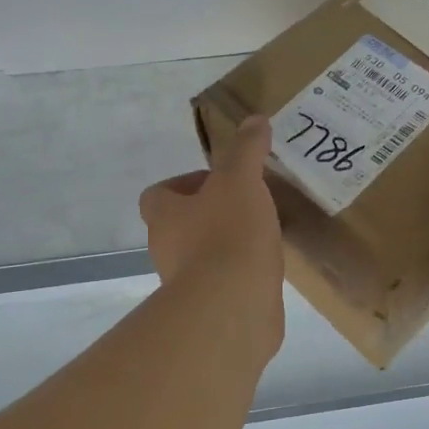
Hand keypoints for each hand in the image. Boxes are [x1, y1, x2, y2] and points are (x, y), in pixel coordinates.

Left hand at [139, 116, 283, 351]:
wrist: (233, 308)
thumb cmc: (228, 236)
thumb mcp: (241, 181)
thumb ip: (247, 150)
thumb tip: (255, 120)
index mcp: (164, 216)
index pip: (160, 193)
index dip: (186, 183)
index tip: (222, 180)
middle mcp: (166, 249)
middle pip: (181, 224)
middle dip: (211, 213)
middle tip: (248, 205)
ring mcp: (187, 283)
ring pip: (203, 255)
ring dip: (227, 244)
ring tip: (264, 235)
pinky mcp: (211, 308)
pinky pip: (225, 282)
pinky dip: (242, 273)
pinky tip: (268, 267)